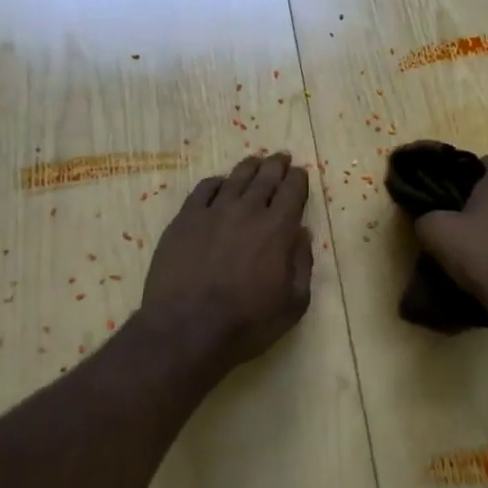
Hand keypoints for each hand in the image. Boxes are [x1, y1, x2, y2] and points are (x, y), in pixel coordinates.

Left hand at [141, 152, 313, 368]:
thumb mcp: (293, 303)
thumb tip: (301, 234)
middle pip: (266, 177)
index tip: (300, 174)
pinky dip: (217, 182)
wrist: (186, 329)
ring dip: (250, 167)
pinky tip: (220, 184)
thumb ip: (302, 264)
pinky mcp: (185, 219)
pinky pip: (204, 189)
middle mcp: (248, 211)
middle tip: (281, 158)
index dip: (299, 179)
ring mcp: (213, 212)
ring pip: (236, 178)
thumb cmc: (247, 323)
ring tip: (256, 161)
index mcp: (278, 229)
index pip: (293, 190)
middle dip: (277, 165)